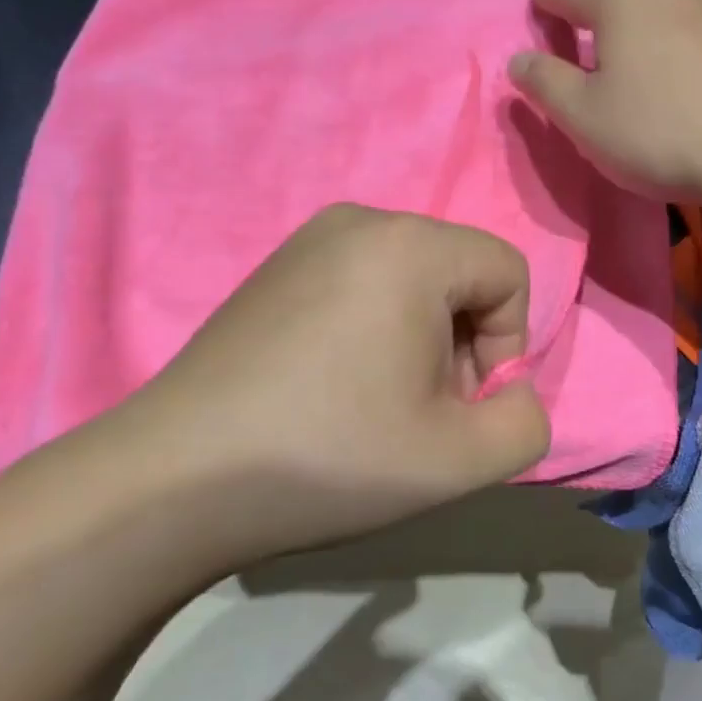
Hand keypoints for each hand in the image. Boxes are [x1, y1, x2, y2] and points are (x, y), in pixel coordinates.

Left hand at [88, 205, 550, 564]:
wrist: (175, 480)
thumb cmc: (330, 457)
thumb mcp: (460, 460)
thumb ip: (526, 422)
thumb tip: (509, 391)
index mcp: (410, 245)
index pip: (507, 273)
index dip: (508, 346)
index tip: (460, 405)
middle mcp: (360, 221)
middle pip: (458, 275)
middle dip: (462, 346)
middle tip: (418, 414)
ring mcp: (308, 241)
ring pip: (411, 282)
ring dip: (419, 343)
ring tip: (374, 405)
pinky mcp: (274, 270)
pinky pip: (360, 285)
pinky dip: (373, 332)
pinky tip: (331, 389)